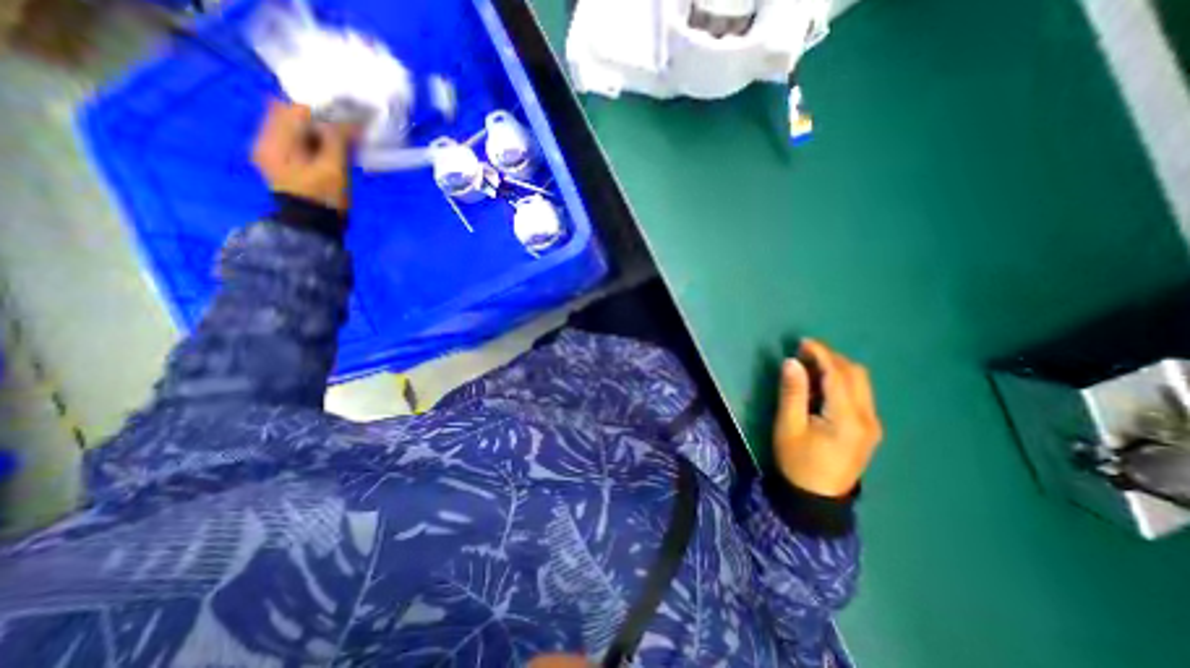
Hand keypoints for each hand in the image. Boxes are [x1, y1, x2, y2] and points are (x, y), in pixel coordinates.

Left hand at [253, 99, 353, 211]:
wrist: (313, 226)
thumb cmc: (323, 198)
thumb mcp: (334, 169)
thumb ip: (337, 140)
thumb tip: (348, 120)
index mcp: (275, 140)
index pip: (296, 110)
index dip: (324, 110)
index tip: (348, 118)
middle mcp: (267, 140)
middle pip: (292, 116)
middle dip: (320, 118)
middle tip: (347, 128)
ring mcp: (274, 152)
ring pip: (295, 128)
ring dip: (319, 129)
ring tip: (343, 139)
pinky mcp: (284, 163)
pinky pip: (298, 141)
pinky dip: (315, 140)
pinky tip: (332, 149)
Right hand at [772, 338, 882, 495]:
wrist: (817, 499)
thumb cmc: (797, 462)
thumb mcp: (788, 427)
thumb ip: (792, 393)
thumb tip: (791, 362)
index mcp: (847, 419)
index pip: (838, 375)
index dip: (821, 354)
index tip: (803, 342)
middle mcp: (867, 418)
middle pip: (856, 374)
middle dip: (831, 358)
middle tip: (804, 353)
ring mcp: (872, 424)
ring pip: (861, 383)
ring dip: (838, 368)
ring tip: (810, 366)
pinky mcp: (869, 429)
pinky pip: (860, 394)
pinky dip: (842, 381)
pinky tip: (822, 386)